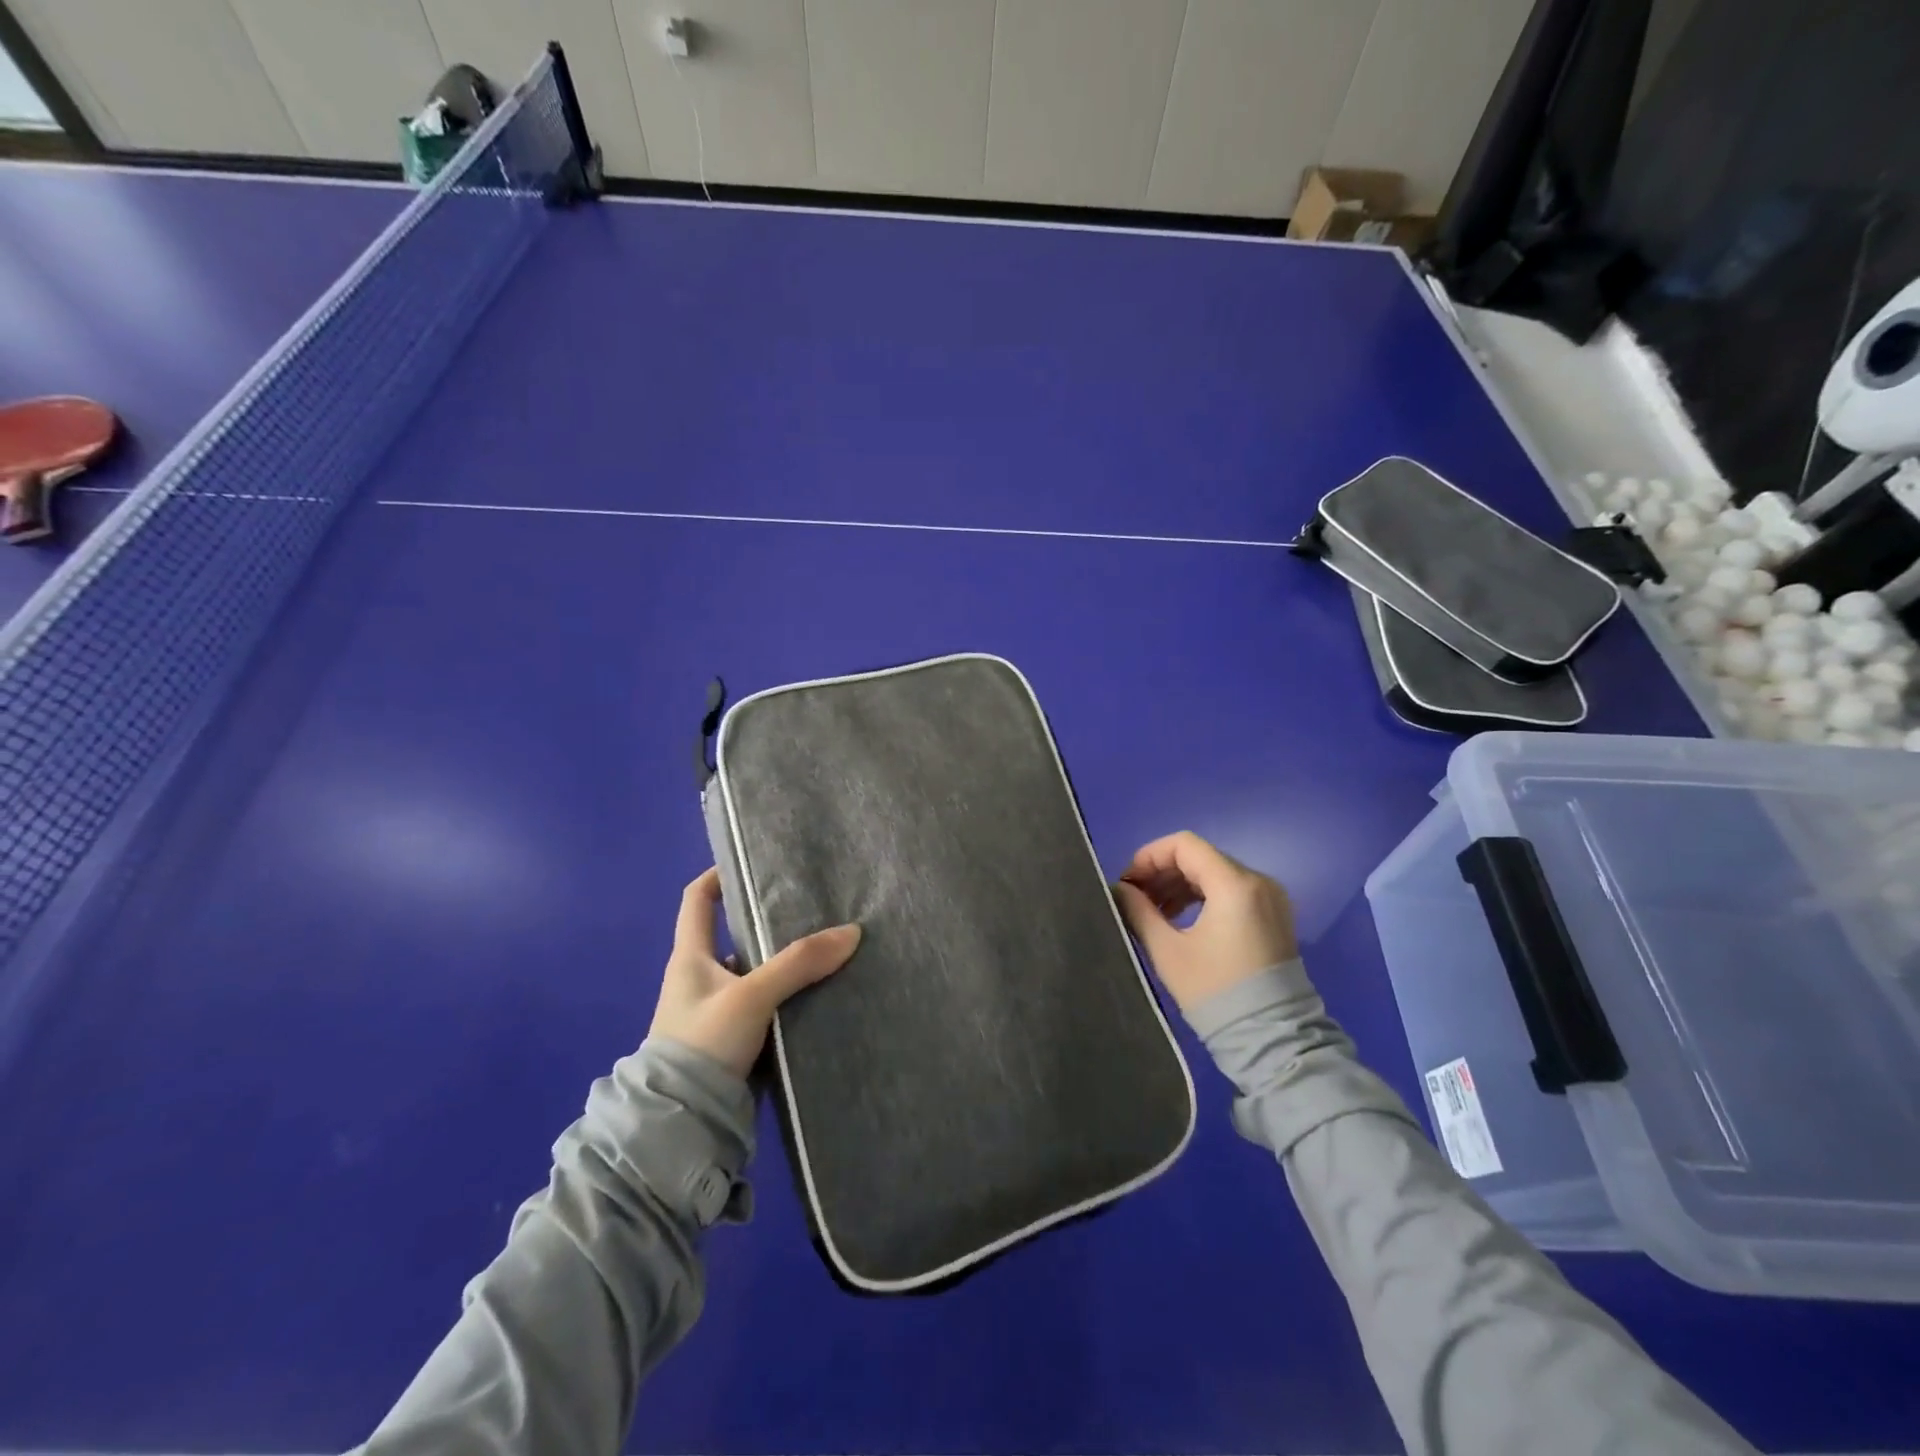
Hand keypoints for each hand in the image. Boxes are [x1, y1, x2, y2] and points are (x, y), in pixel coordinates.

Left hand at [649, 868, 861, 1076]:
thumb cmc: (703, 1044)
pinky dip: (789, 995)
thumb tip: (852, 932)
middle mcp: (701, 978)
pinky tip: (820, 990)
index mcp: (690, 957)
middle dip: (770, 920)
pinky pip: (766, 1003)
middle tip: (813, 906)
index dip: (718, 875)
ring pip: (756, 972)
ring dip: (785, 962)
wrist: (681, 1125)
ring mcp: (718, 1010)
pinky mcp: (735, 1039)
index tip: (752, 861)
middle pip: (736, 934)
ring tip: (827, 946)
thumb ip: (799, 963)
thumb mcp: (752, 996)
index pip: (697, 900)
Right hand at [1113, 831, 1297, 1011]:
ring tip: (1153, 912)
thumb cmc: (1214, 991)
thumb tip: (1121, 889)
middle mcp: (1258, 881)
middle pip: (1200, 857)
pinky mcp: (1274, 916)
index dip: (1149, 856)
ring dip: (1180, 885)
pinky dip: (1202, 896)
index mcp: (1234, 884)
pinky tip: (1179, 919)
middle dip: (1162, 871)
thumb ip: (1139, 911)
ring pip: (1215, 873)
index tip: (1127, 881)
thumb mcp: (1167, 951)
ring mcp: (1270, 898)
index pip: (1184, 845)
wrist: (1272, 1039)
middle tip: (1134, 898)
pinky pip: (1231, 891)